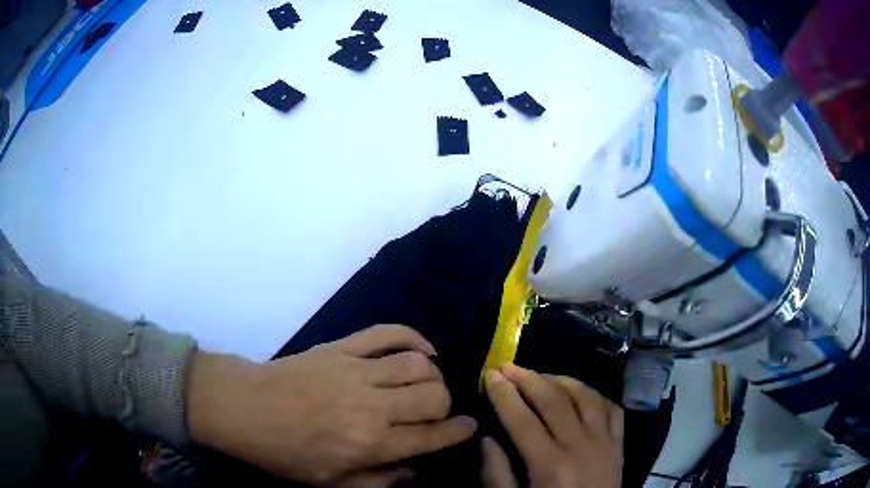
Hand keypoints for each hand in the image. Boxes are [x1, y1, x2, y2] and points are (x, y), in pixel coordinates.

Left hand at [188, 325, 476, 486]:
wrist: (244, 408)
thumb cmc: (285, 452)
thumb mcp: (331, 483)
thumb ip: (379, 480)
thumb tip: (417, 470)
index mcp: (370, 443)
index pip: (432, 436)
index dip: (459, 432)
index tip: (469, 427)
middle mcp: (372, 405)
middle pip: (434, 396)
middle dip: (446, 405)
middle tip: (438, 412)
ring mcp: (356, 370)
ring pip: (418, 364)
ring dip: (434, 375)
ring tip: (429, 385)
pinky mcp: (341, 347)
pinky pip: (387, 332)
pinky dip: (413, 337)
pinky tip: (423, 350)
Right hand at [482, 365, 622, 487]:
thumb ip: (497, 474)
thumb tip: (487, 438)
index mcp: (550, 465)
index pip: (522, 419)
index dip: (503, 394)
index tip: (489, 375)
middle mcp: (581, 446)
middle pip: (554, 400)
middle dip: (527, 378)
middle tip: (507, 366)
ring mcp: (606, 442)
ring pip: (585, 396)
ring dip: (559, 379)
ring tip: (539, 375)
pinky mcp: (620, 444)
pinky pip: (611, 407)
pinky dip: (593, 394)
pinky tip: (578, 392)